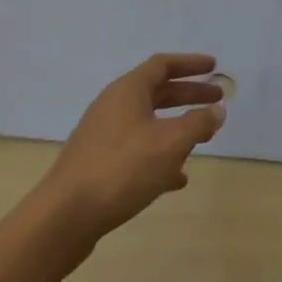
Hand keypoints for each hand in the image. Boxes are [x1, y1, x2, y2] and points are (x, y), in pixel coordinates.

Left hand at [38, 53, 225, 244]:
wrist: (64, 217)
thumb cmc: (122, 169)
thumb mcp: (170, 143)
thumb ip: (198, 123)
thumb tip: (217, 110)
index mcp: (127, 91)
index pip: (162, 65)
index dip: (190, 64)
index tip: (214, 67)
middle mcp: (113, 107)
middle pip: (157, 92)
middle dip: (188, 95)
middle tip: (216, 100)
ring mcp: (103, 136)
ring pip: (147, 123)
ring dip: (176, 126)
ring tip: (202, 138)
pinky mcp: (98, 164)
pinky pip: (136, 150)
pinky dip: (160, 155)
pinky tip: (177, 177)